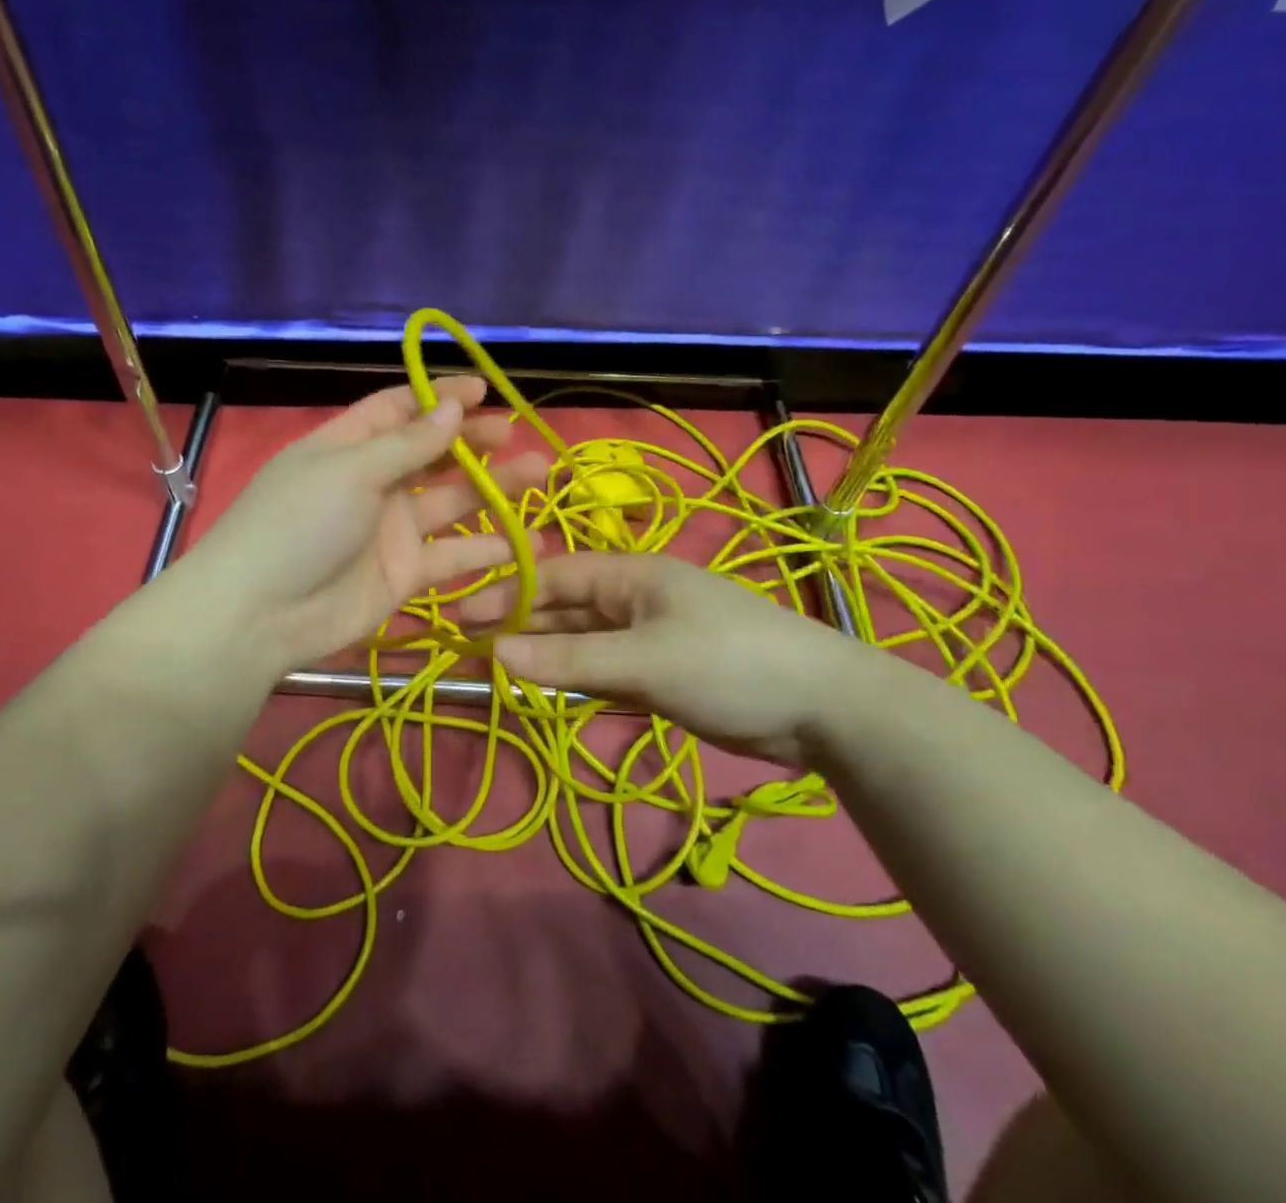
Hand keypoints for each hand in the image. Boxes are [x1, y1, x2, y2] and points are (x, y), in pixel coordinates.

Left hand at [177, 377, 548, 676]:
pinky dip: (486, 550)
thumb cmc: (299, 524)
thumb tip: (452, 407)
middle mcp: (373, 483)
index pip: (399, 409)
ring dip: (493, 489)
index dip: (439, 396)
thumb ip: (408, 444)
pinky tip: (526, 543)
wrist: (261, 616)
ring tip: (538, 475)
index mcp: (349, 446)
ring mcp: (391, 530)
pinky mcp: (405, 574)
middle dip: (472, 440)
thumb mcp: (350, 471)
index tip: (483, 389)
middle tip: (513, 433)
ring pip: (451, 501)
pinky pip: (453, 556)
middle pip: (431, 453)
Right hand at [461, 552, 898, 766]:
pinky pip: (607, 671)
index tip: (462, 617)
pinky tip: (549, 693)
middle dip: (521, 627)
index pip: (556, 576)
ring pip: (584, 643)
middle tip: (469, 651)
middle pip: (566, 609)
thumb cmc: (728, 664)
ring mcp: (651, 638)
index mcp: (632, 575)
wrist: (823, 709)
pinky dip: (577, 680)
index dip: (509, 594)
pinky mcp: (664, 673)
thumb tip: (494, 652)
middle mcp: (636, 600)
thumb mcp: (643, 660)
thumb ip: (569, 659)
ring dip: (546, 657)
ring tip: (498, 674)